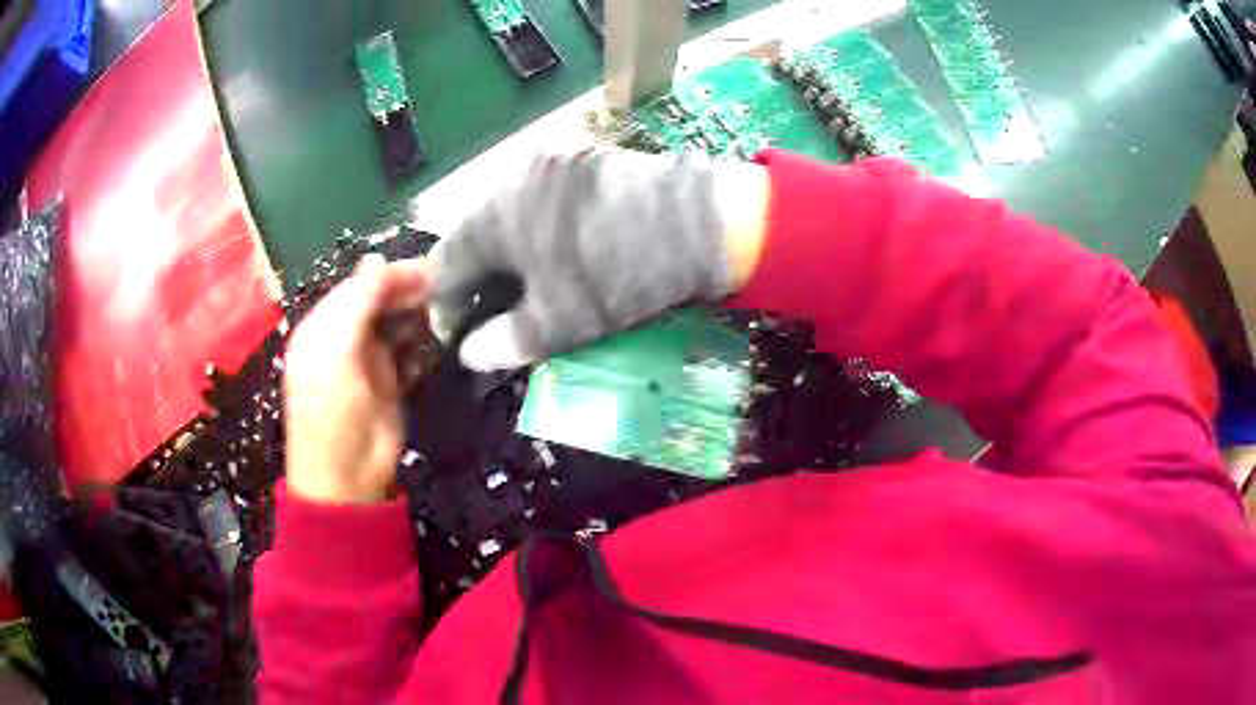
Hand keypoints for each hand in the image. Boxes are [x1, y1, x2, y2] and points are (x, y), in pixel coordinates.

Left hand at [282, 255, 427, 503]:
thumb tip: (378, 257)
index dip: (392, 275)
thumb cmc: (331, 411)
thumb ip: (355, 303)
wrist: (346, 477)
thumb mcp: (336, 351)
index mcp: (323, 325)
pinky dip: (423, 344)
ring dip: (420, 316)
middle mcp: (345, 336)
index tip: (432, 269)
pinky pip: (408, 351)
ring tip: (448, 313)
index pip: (360, 285)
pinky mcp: (389, 382)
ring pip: (397, 323)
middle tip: (447, 290)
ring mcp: (368, 360)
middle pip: (380, 301)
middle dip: (410, 293)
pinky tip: (439, 341)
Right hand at [428, 149, 769, 370]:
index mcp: (492, 216)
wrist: (699, 223)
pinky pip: (537, 197)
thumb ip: (504, 342)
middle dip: (476, 279)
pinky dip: (532, 227)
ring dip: (504, 252)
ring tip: (523, 285)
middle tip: (493, 314)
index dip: (446, 307)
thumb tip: (471, 353)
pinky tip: (554, 249)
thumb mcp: (559, 322)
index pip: (445, 265)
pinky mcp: (579, 158)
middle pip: (472, 235)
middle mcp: (509, 177)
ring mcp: (547, 161)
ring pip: (504, 213)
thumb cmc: (620, 275)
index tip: (460, 335)